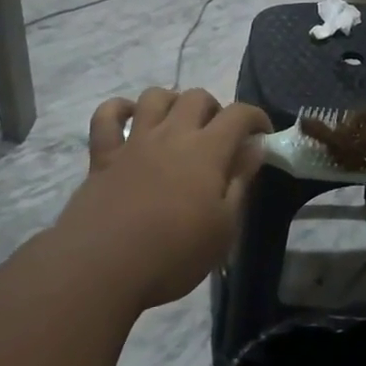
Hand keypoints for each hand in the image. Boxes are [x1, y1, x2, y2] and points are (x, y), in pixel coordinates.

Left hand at [53, 89, 271, 313]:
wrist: (103, 268)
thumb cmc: (174, 254)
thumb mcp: (224, 228)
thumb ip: (240, 183)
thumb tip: (254, 148)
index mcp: (206, 151)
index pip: (239, 114)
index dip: (256, 118)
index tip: (262, 136)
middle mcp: (171, 135)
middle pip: (197, 97)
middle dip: (215, 109)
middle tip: (219, 138)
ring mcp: (134, 142)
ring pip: (154, 97)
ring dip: (172, 102)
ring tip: (179, 125)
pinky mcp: (103, 155)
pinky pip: (106, 116)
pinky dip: (118, 110)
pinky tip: (129, 120)